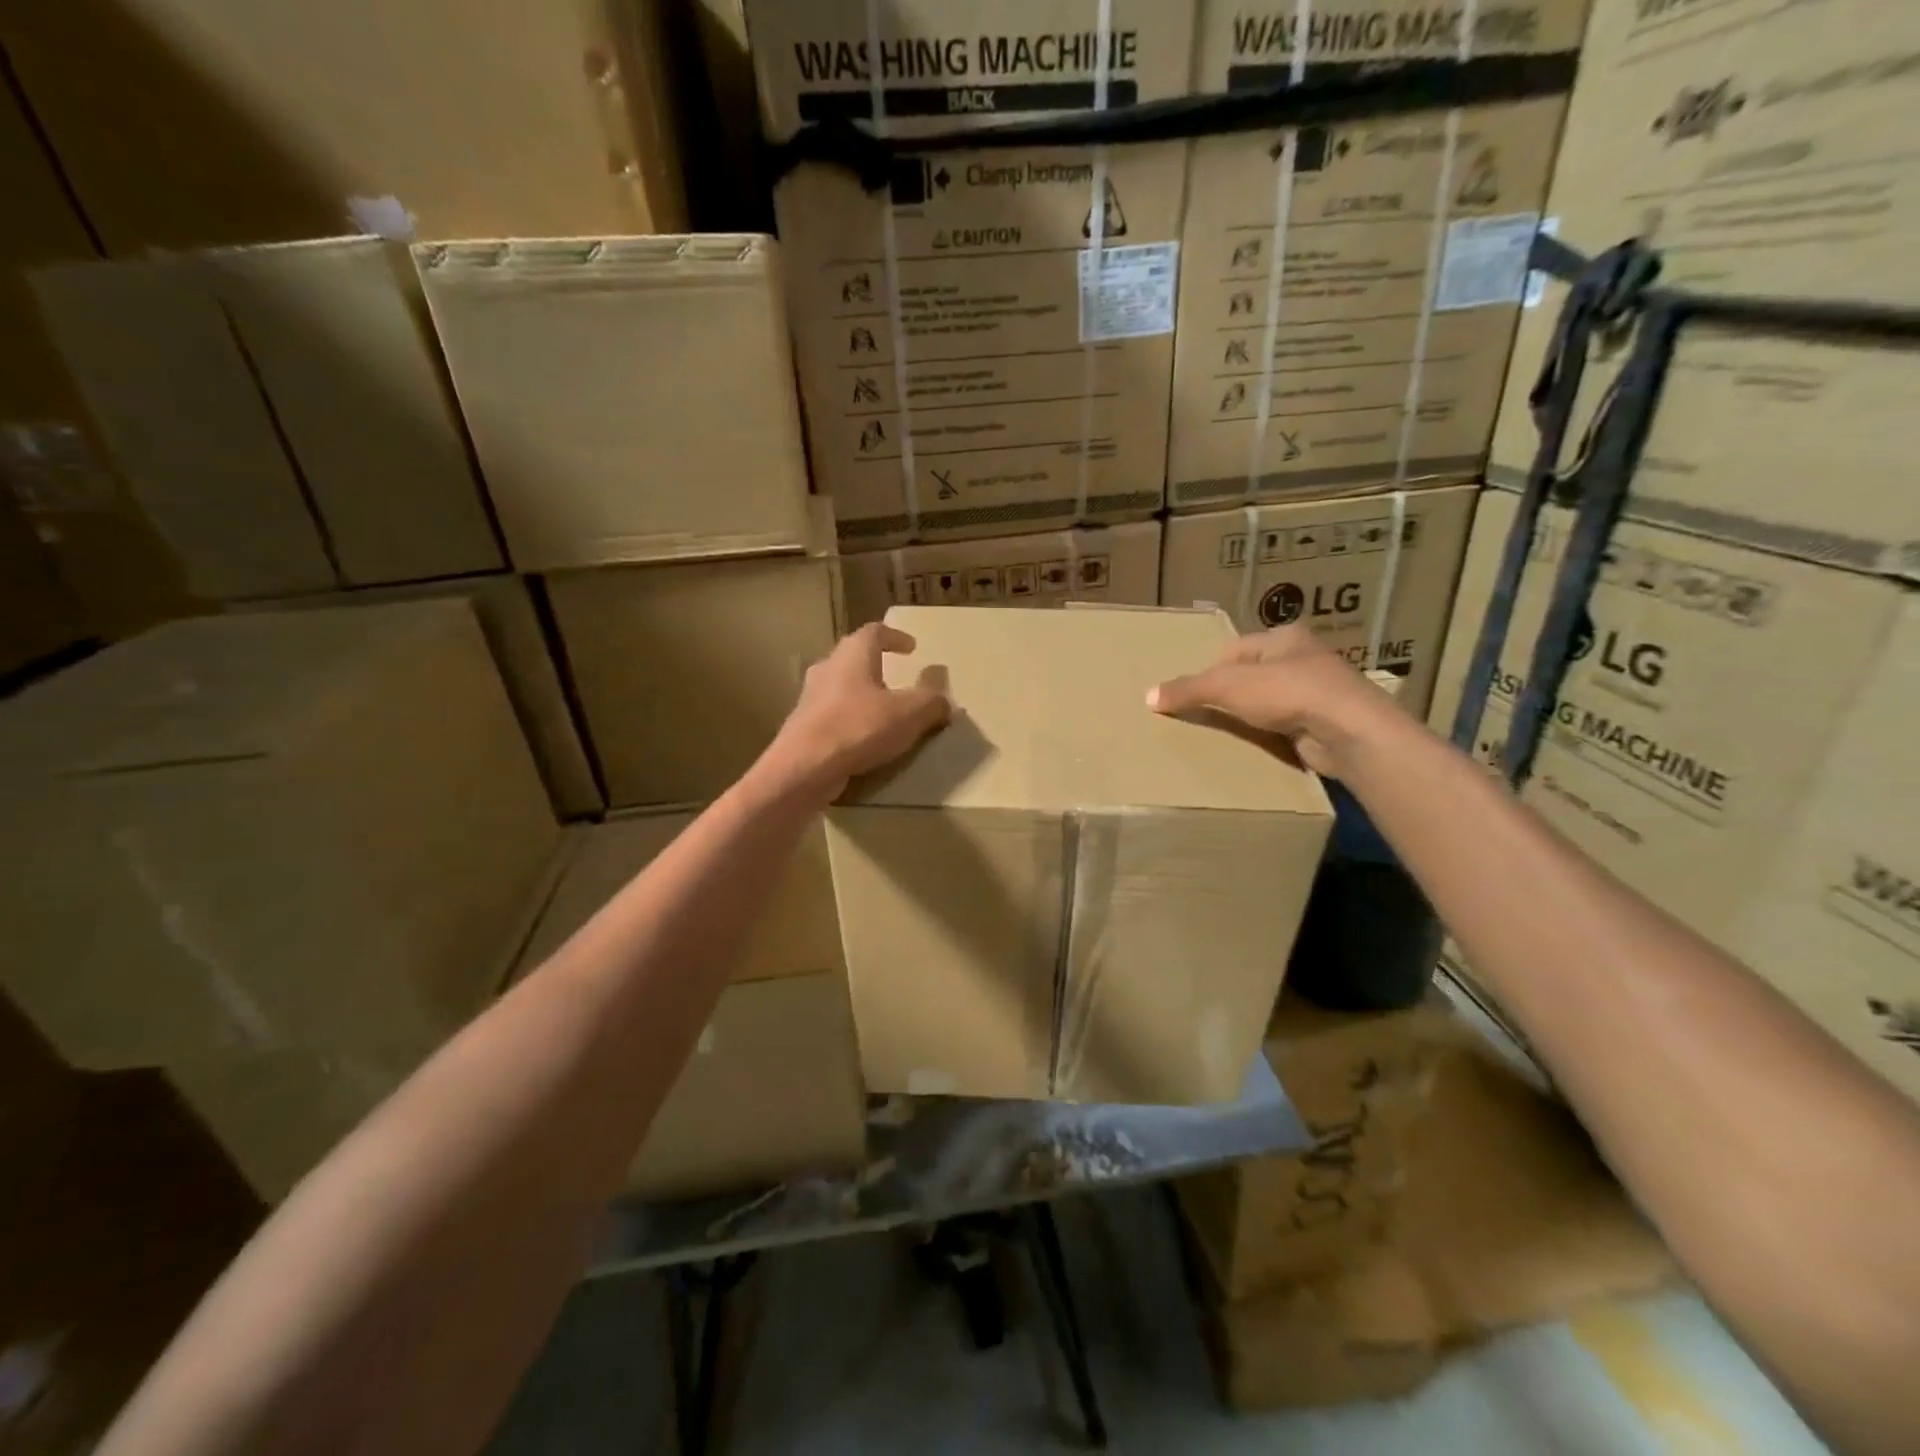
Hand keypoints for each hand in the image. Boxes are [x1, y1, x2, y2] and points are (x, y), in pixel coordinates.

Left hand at [764, 623, 950, 800]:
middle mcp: (828, 668)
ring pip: (841, 687)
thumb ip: (931, 700)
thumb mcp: (909, 714)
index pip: (875, 632)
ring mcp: (810, 697)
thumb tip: (944, 695)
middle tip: (897, 677)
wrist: (804, 768)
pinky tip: (863, 738)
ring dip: (862, 693)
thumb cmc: (858, 728)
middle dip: (876, 665)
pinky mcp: (803, 726)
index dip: (895, 637)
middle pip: (854, 657)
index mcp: (853, 654)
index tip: (912, 647)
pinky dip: (850, 719)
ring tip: (882, 711)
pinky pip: (832, 714)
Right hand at [1146, 624, 1407, 778]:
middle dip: (1228, 696)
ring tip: (1222, 735)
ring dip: (1248, 718)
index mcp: (1284, 638)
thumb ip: (1188, 690)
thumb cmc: (1288, 692)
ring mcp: (1317, 693)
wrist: (1347, 731)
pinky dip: (1268, 736)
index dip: (1209, 671)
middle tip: (1201, 716)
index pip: (1234, 650)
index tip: (1190, 695)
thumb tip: (1149, 697)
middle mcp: (1303, 659)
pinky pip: (1283, 727)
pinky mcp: (1322, 723)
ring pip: (1268, 703)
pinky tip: (1253, 748)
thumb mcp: (1227, 686)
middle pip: (1251, 677)